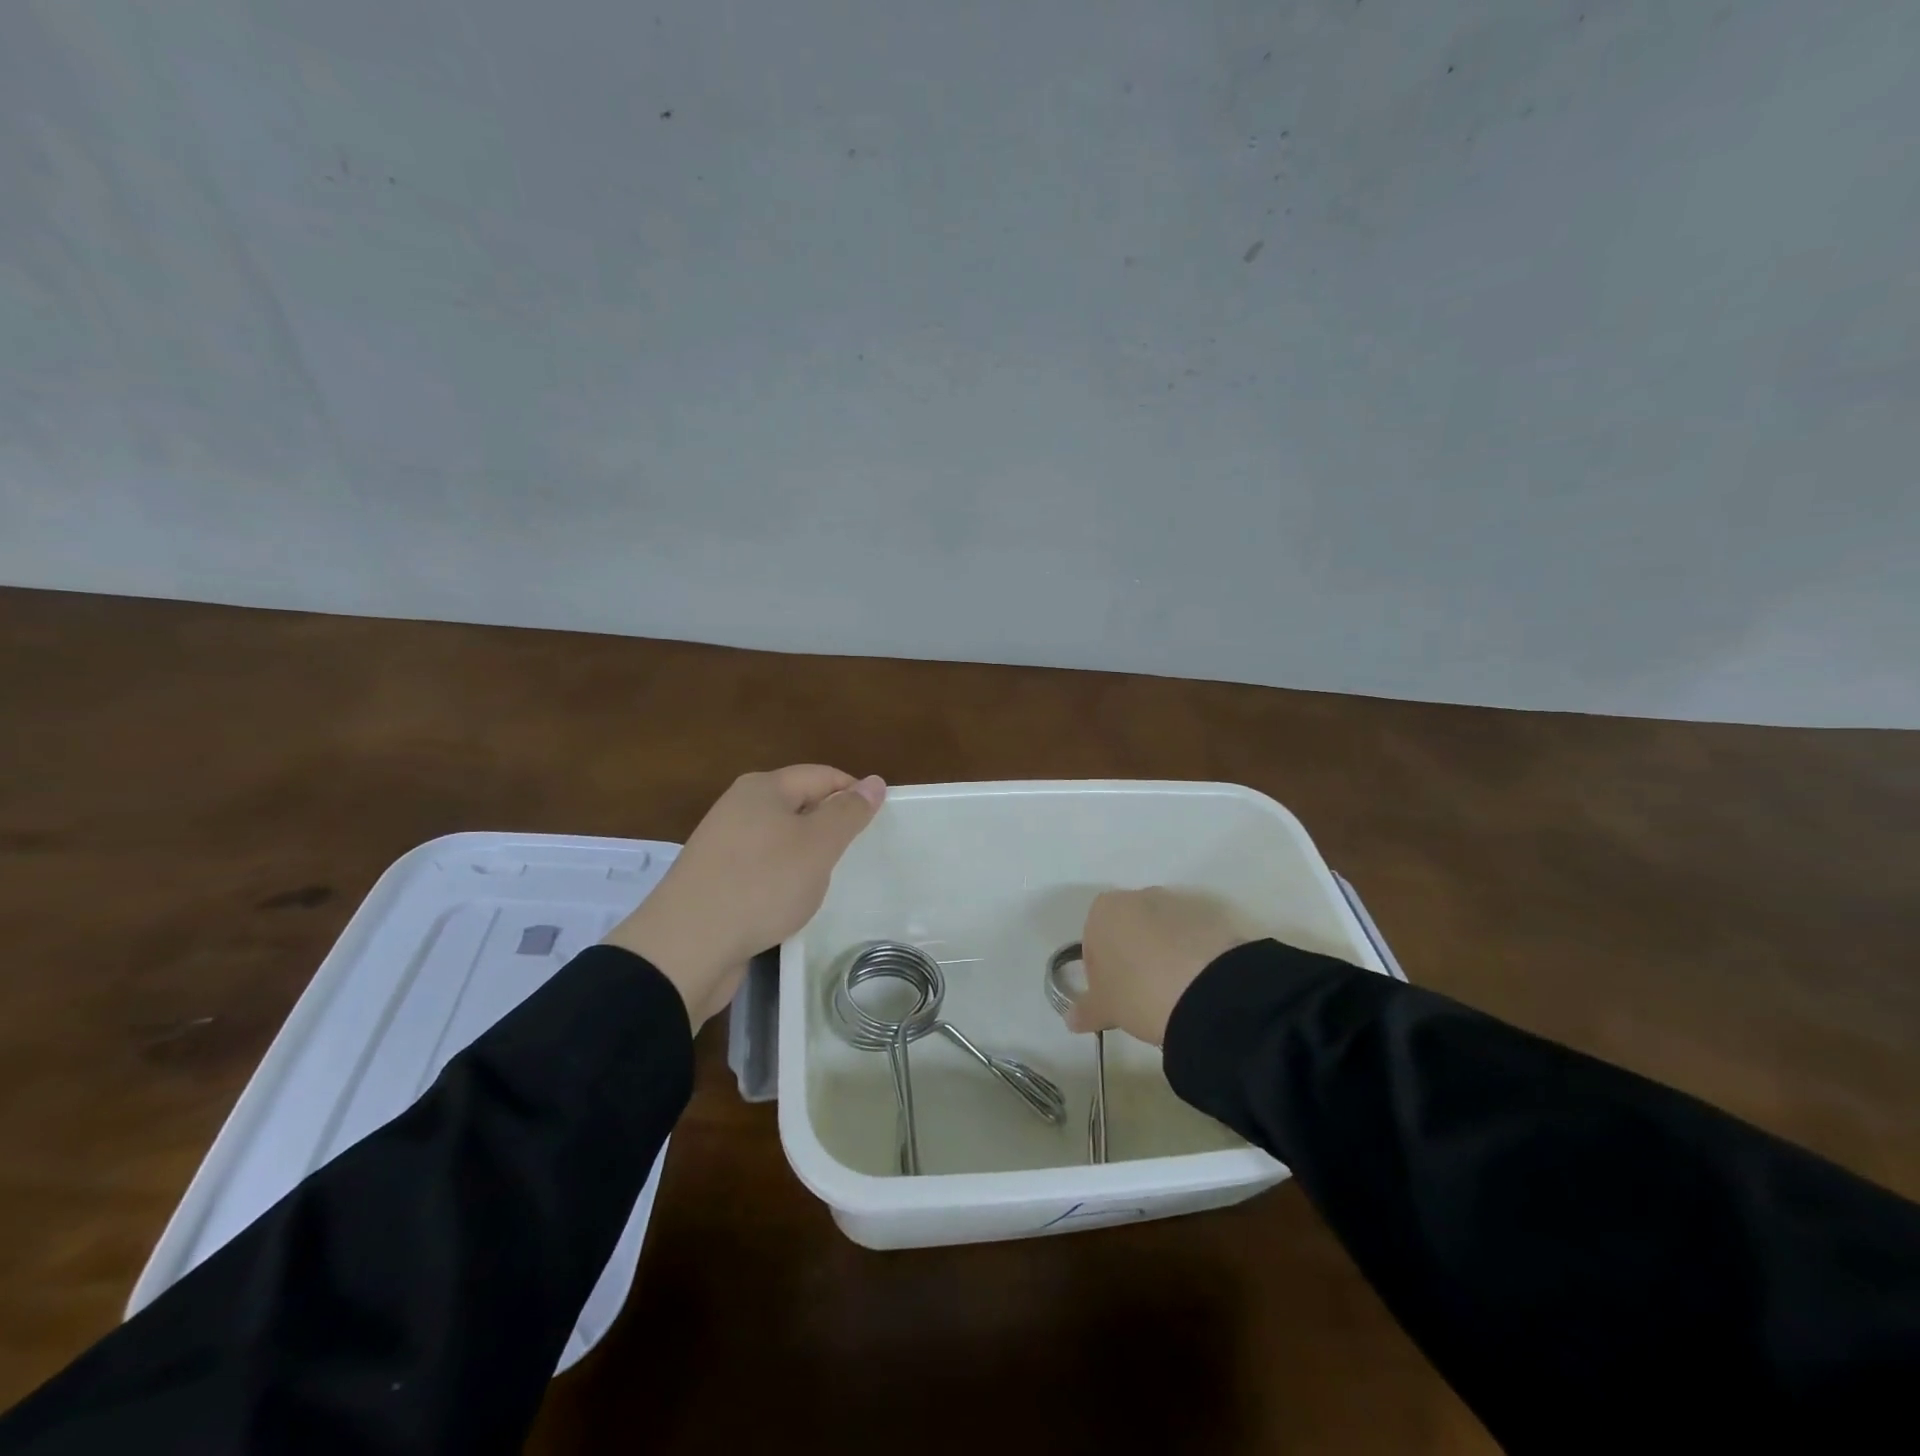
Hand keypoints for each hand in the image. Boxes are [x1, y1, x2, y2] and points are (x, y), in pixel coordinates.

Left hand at [605, 766, 886, 1028]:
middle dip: (830, 825)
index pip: (822, 775)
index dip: (854, 793)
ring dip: (807, 855)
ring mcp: (723, 845)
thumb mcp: (817, 845)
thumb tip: (874, 781)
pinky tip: (792, 902)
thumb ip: (848, 813)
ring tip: (829, 880)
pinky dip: (783, 879)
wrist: (687, 946)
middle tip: (858, 853)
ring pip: (781, 839)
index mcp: (762, 788)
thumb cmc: (761, 884)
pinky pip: (762, 868)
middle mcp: (739, 807)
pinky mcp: (715, 880)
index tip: (880, 822)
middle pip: (799, 804)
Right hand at [1070, 887, 1256, 1044]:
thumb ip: (1085, 1010)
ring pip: (1163, 931)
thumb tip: (1072, 1018)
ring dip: (1165, 954)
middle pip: (1129, 929)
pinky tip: (1198, 984)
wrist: (1207, 989)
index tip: (1115, 996)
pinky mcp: (1213, 915)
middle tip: (1144, 995)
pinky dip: (1193, 955)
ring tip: (1176, 993)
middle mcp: (1139, 896)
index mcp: (1104, 910)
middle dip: (1134, 957)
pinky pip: (1194, 937)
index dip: (1102, 970)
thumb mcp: (1105, 1008)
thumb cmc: (1139, 991)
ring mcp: (1178, 902)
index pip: (1093, 939)